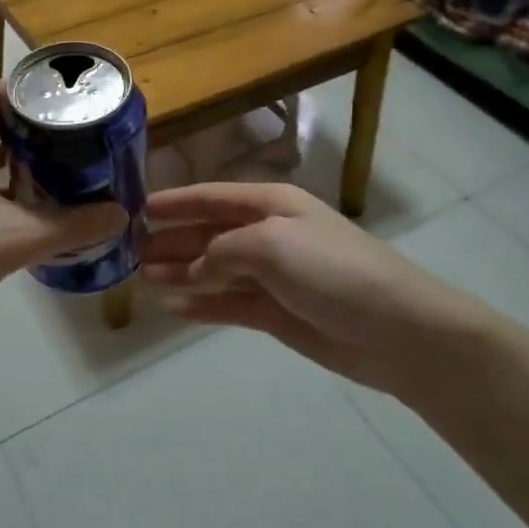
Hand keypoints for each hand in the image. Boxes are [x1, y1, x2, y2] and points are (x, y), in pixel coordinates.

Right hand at [143, 182, 489, 393]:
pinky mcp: (278, 314)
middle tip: (130, 252)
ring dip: (181, 272)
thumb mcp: (273, 244)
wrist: (398, 330)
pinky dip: (203, 304)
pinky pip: (230, 304)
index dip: (176, 202)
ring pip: (215, 270)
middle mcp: (269, 235)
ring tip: (143, 279)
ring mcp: (274, 276)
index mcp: (271, 205)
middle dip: (172, 240)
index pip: (212, 197)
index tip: (138, 208)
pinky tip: (175, 308)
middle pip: (209, 233)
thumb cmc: (334, 270)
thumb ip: (224, 250)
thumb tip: (196, 267)